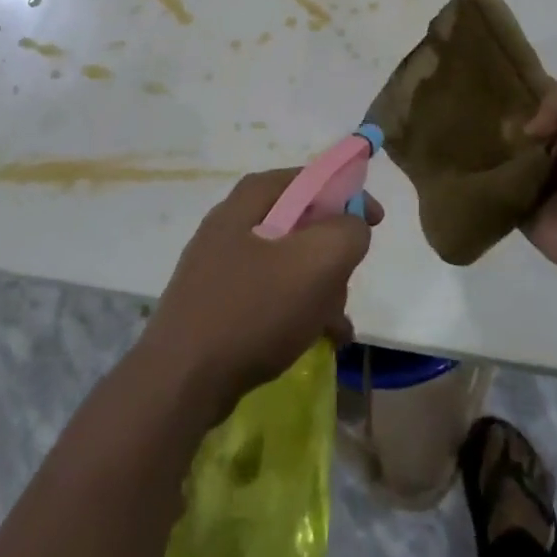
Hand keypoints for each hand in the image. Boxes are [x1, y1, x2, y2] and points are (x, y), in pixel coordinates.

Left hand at [139, 170, 380, 422]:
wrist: (181, 380)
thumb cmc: (253, 309)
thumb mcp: (317, 262)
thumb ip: (347, 232)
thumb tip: (352, 225)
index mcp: (252, 198)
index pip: (310, 177)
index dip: (347, 194)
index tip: (375, 221)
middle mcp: (233, 221)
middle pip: (300, 222)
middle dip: (331, 253)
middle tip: (347, 281)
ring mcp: (220, 263)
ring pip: (287, 263)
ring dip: (319, 288)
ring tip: (336, 324)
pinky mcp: (215, 301)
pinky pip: (268, 294)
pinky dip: (296, 310)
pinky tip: (317, 339)